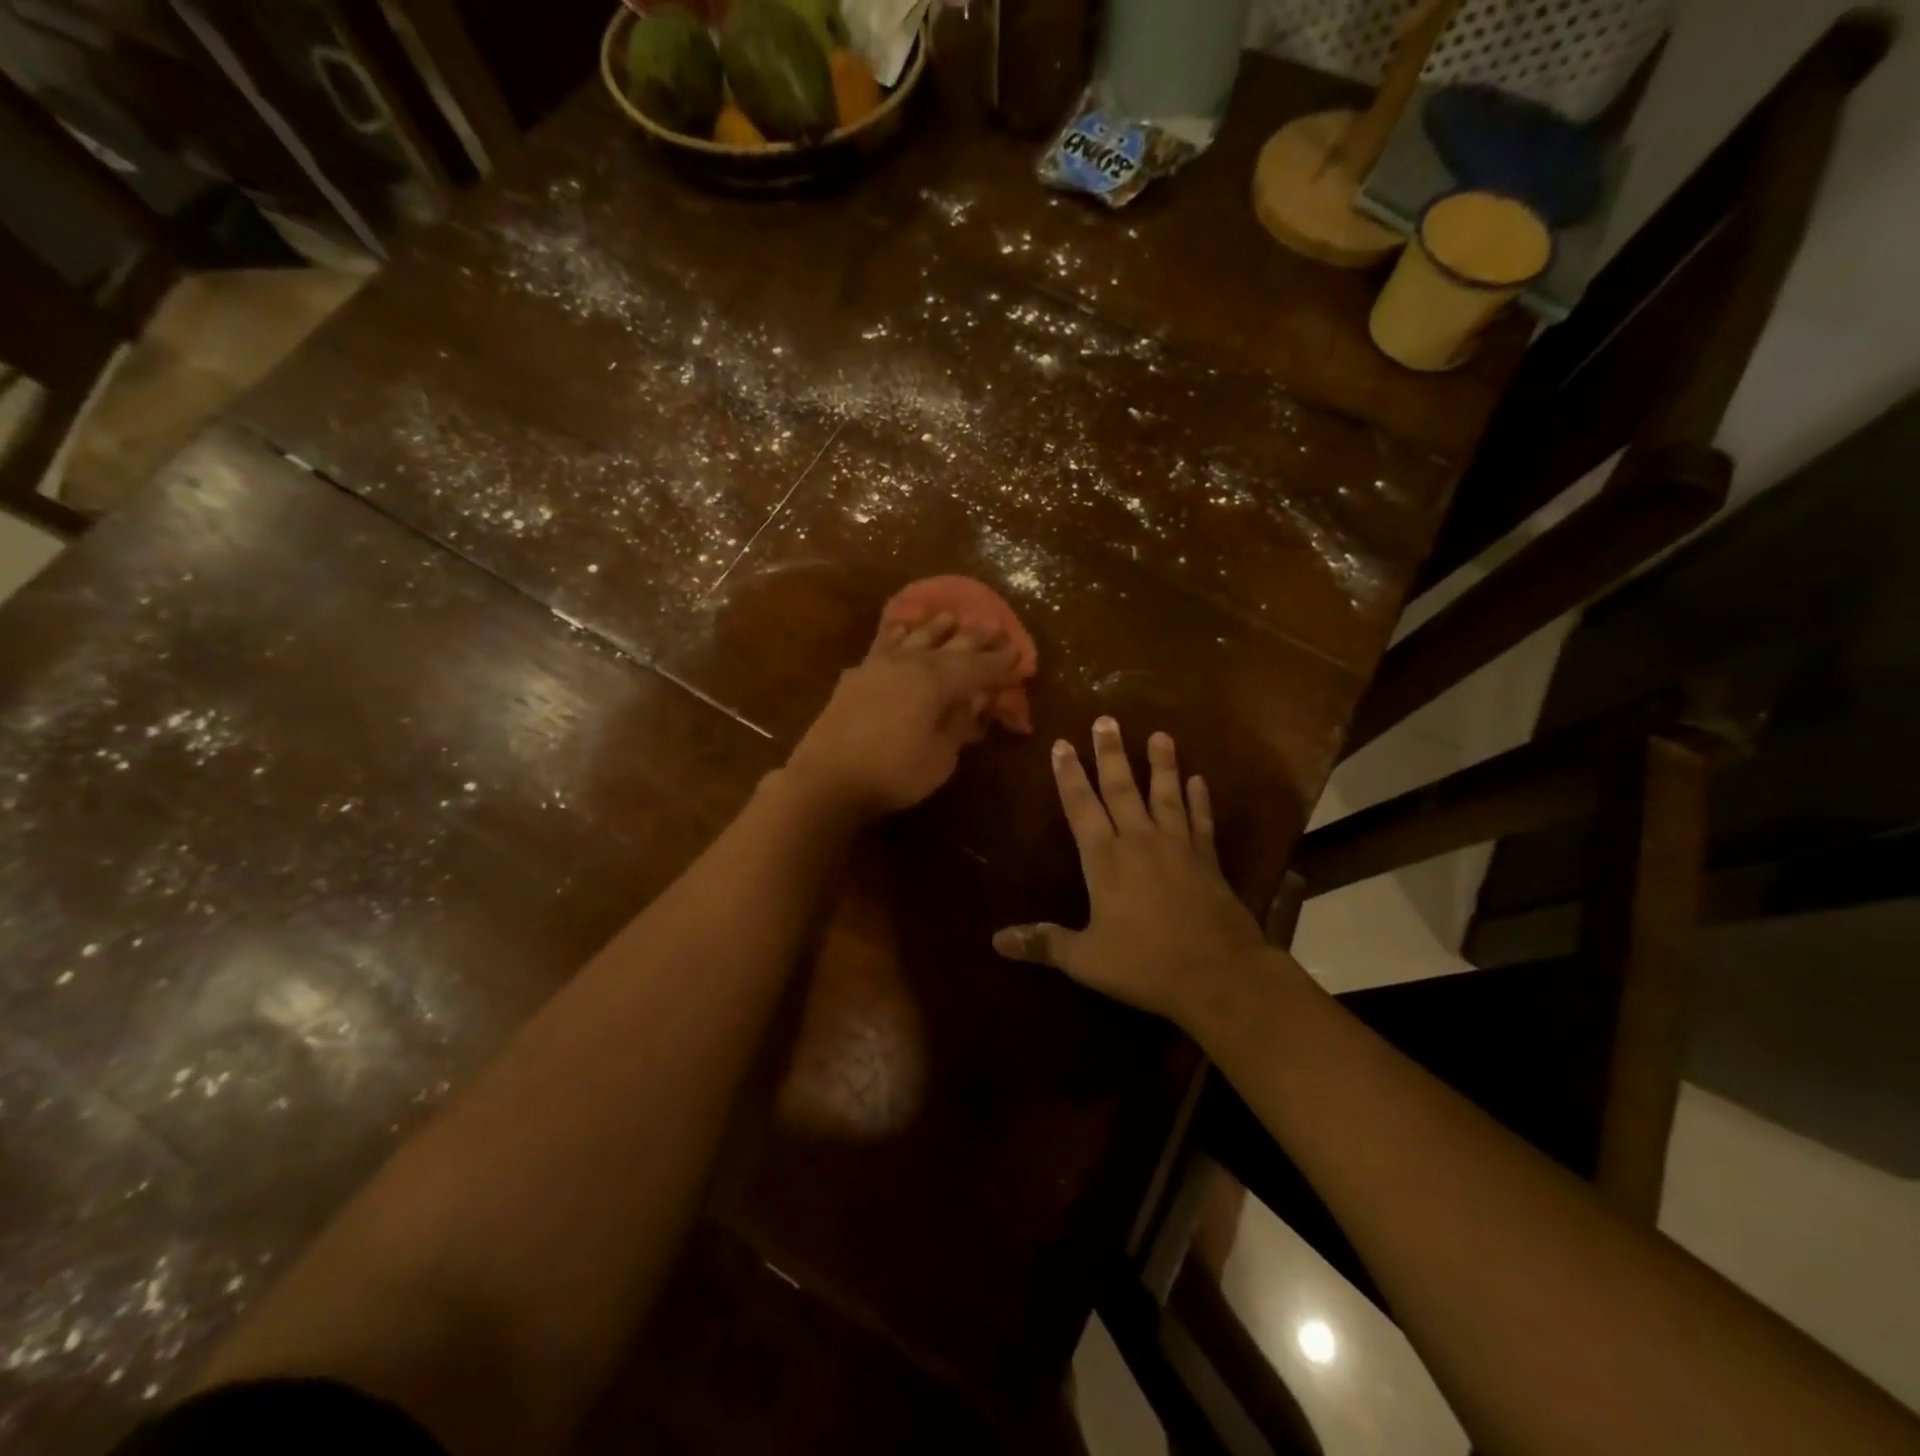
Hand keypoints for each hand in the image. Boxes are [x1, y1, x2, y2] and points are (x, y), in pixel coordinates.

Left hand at [786, 613, 1018, 819]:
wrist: (827, 779)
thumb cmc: (893, 773)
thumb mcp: (940, 756)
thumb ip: (959, 725)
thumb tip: (974, 702)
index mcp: (935, 682)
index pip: (976, 668)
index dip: (999, 662)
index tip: (1018, 652)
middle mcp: (909, 665)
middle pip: (948, 646)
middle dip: (974, 638)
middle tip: (994, 625)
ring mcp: (878, 668)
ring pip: (913, 639)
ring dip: (934, 628)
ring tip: (950, 617)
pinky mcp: (855, 678)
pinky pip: (881, 647)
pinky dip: (894, 636)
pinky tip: (899, 630)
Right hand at [993, 718, 1276, 1032]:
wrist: (1218, 976)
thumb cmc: (1144, 965)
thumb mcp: (1085, 959)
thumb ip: (1043, 943)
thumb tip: (996, 941)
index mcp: (1105, 860)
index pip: (1081, 807)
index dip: (1069, 776)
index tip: (1062, 744)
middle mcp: (1140, 842)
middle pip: (1123, 788)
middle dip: (1111, 753)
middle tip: (1107, 719)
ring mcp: (1178, 847)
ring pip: (1166, 795)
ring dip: (1162, 764)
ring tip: (1160, 734)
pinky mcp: (1208, 861)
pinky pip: (1201, 821)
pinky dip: (1200, 800)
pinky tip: (1199, 780)